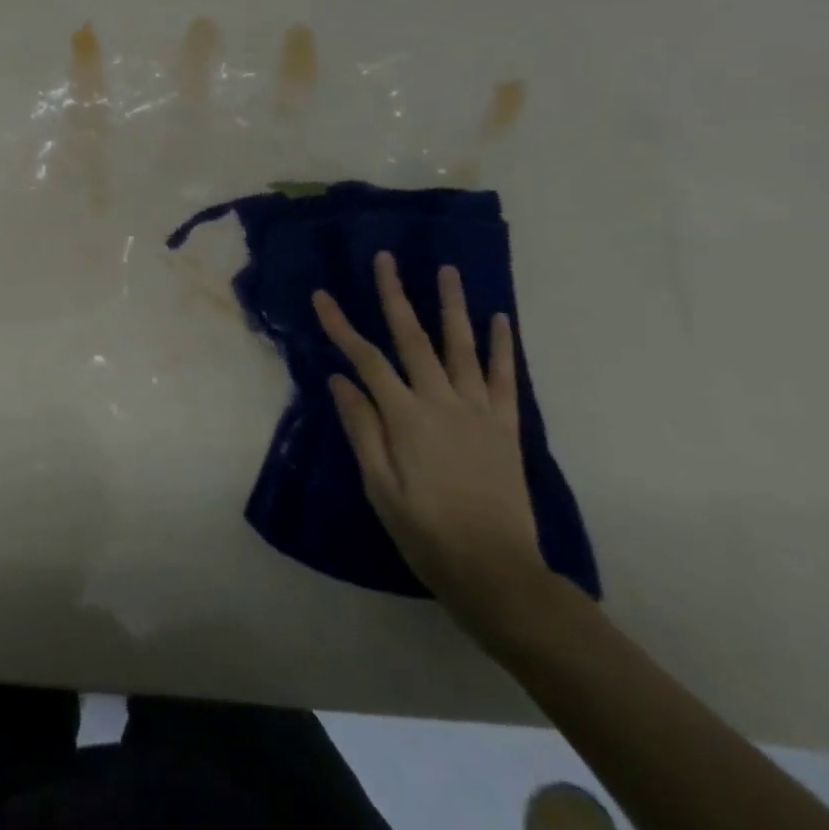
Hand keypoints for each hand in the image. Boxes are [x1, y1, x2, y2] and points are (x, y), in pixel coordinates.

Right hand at [313, 252, 552, 635]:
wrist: (497, 571)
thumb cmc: (425, 531)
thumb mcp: (379, 486)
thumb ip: (362, 428)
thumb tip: (340, 379)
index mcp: (406, 417)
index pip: (366, 359)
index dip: (341, 325)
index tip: (322, 295)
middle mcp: (442, 402)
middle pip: (413, 338)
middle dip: (395, 295)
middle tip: (386, 258)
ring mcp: (479, 411)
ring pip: (461, 346)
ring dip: (452, 305)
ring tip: (446, 270)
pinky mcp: (506, 426)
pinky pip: (504, 377)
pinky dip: (502, 346)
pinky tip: (499, 319)